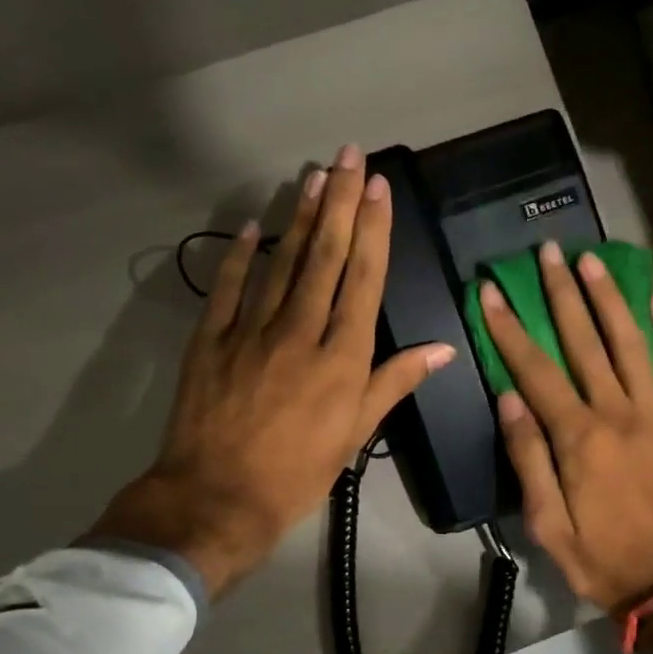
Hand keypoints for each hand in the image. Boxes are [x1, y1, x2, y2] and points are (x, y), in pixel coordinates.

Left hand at [92, 145, 454, 596]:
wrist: (218, 497)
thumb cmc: (299, 471)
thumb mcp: (356, 433)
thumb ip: (395, 383)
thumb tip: (442, 348)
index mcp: (342, 356)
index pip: (363, 279)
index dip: (373, 230)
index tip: (378, 188)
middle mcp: (300, 331)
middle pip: (325, 257)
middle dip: (340, 202)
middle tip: (349, 156)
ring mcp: (251, 330)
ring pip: (282, 262)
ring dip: (299, 216)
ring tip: (314, 176)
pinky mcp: (210, 339)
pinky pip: (227, 287)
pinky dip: (238, 255)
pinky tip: (250, 226)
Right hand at [481, 240, 652, 614]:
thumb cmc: (596, 555)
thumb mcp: (544, 520)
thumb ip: (527, 455)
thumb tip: (508, 397)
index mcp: (579, 438)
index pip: (536, 371)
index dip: (510, 329)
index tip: (491, 291)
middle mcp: (618, 414)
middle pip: (585, 343)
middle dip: (562, 294)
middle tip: (547, 253)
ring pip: (631, 344)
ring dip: (610, 299)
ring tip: (592, 261)